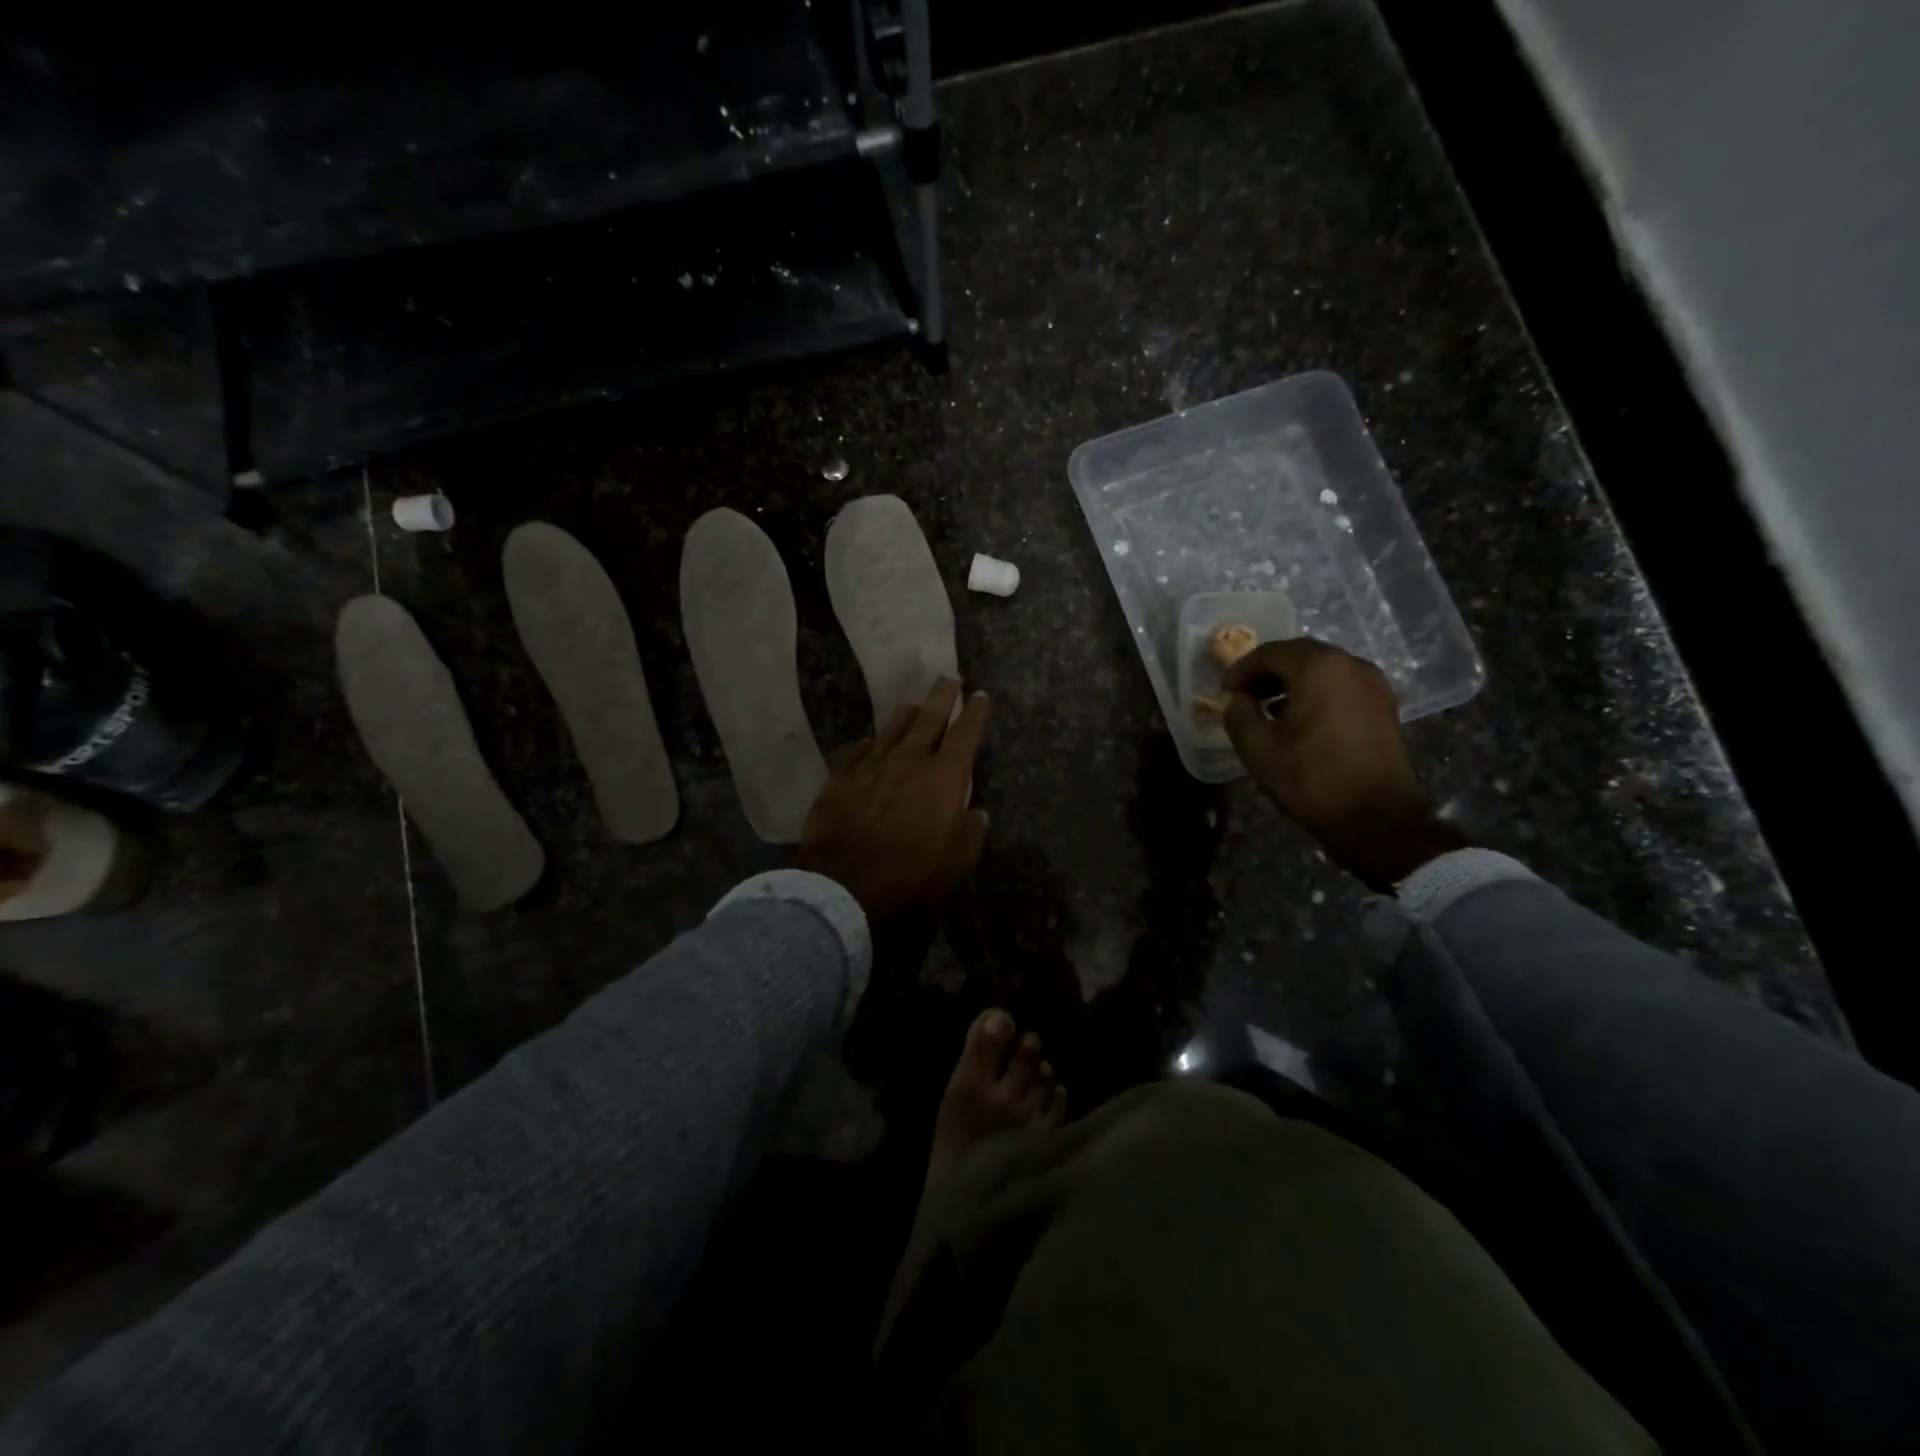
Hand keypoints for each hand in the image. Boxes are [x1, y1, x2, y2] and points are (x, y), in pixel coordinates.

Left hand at [793, 678, 989, 929]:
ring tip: (913, 706)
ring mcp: (871, 763)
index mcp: (944, 777)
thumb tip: (977, 812)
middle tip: (950, 677)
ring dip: (907, 713)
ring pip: (893, 725)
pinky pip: (857, 748)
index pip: (966, 734)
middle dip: (943, 694)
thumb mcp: (957, 863)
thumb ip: (971, 832)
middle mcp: (909, 759)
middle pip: (929, 716)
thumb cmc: (910, 874)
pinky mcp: (841, 775)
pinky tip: (868, 744)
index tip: (980, 695)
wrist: (843, 881)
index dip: (975, 712)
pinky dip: (868, 744)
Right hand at [1222, 637, 1466, 887]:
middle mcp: (1350, 664)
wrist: (1376, 817)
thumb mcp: (1257, 747)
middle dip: (1268, 672)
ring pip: (1323, 669)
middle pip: (1300, 655)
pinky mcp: (1384, 705)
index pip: (1270, 653)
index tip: (1224, 690)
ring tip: (1269, 709)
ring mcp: (1373, 684)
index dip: (1242, 669)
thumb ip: (1239, 714)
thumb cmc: (1310, 778)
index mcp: (1318, 667)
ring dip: (1292, 682)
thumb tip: (1239, 700)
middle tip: (1244, 694)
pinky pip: (1341, 686)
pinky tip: (1300, 719)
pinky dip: (1316, 692)